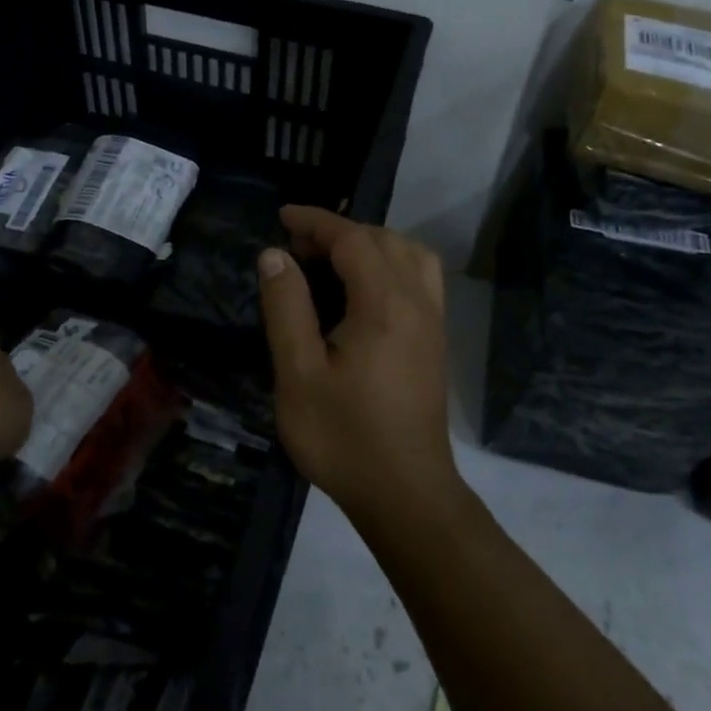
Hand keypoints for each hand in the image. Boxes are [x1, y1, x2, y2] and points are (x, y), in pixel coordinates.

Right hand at [257, 206, 458, 529]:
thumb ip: (287, 308)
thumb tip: (275, 255)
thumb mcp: (298, 374)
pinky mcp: (435, 340)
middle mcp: (416, 301)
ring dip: (370, 244)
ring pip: (409, 254)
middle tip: (297, 247)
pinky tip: (366, 289)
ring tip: (332, 260)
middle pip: (382, 239)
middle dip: (339, 231)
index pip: (351, 239)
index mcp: (383, 304)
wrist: (405, 493)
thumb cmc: (344, 437)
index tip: (282, 216)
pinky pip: (420, 277)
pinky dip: (392, 263)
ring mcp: (432, 321)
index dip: (316, 221)